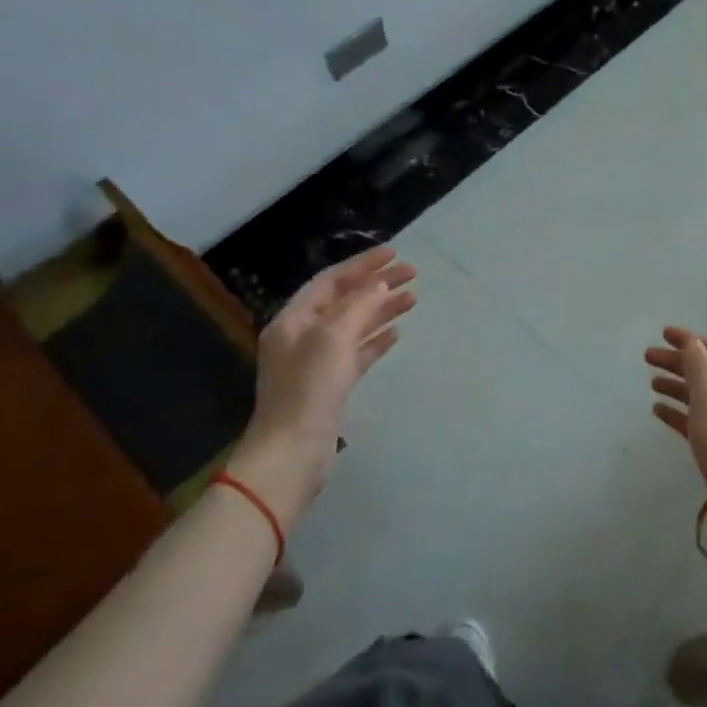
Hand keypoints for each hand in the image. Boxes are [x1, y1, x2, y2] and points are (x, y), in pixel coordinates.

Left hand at [229, 245, 415, 521]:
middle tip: (413, 274)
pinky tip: (396, 334)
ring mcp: (317, 361)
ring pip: (355, 325)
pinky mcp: (331, 385)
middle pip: (345, 300)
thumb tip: (380, 284)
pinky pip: (357, 353)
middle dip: (377, 285)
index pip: (332, 281)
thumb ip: (358, 306)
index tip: (395, 254)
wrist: (293, 452)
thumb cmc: (309, 389)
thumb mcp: (333, 338)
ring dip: (382, 310)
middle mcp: (303, 335)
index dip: (363, 264)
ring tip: (414, 298)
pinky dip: (376, 340)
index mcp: (294, 319)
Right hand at [645, 326, 706, 492]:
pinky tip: (657, 410)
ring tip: (651, 382)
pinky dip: (679, 412)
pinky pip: (697, 420)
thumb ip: (698, 368)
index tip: (664, 334)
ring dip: (677, 386)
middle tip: (647, 357)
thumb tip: (692, 342)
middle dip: (679, 362)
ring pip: (701, 396)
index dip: (691, 341)